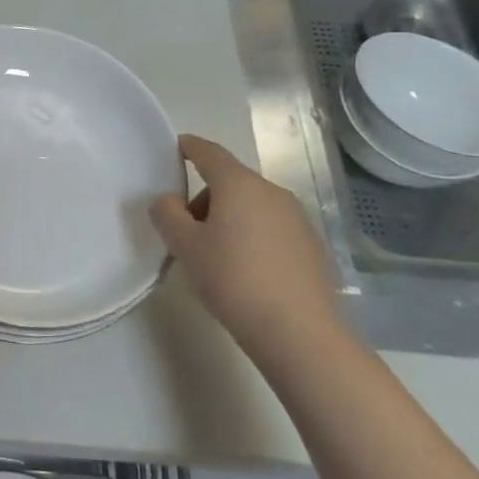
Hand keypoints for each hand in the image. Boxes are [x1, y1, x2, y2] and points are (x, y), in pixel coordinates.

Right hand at [151, 135, 337, 362]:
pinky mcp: (312, 246)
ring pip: (252, 206)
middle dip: (205, 198)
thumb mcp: (185, 246)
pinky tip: (248, 271)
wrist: (299, 332)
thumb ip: (167, 214)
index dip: (190, 147)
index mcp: (239, 185)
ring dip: (230, 219)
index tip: (177, 147)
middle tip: (188, 233)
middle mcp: (272, 192)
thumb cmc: (233, 279)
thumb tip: (168, 200)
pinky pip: (272, 228)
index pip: (209, 153)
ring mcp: (298, 218)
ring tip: (217, 257)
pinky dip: (254, 236)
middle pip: (230, 182)